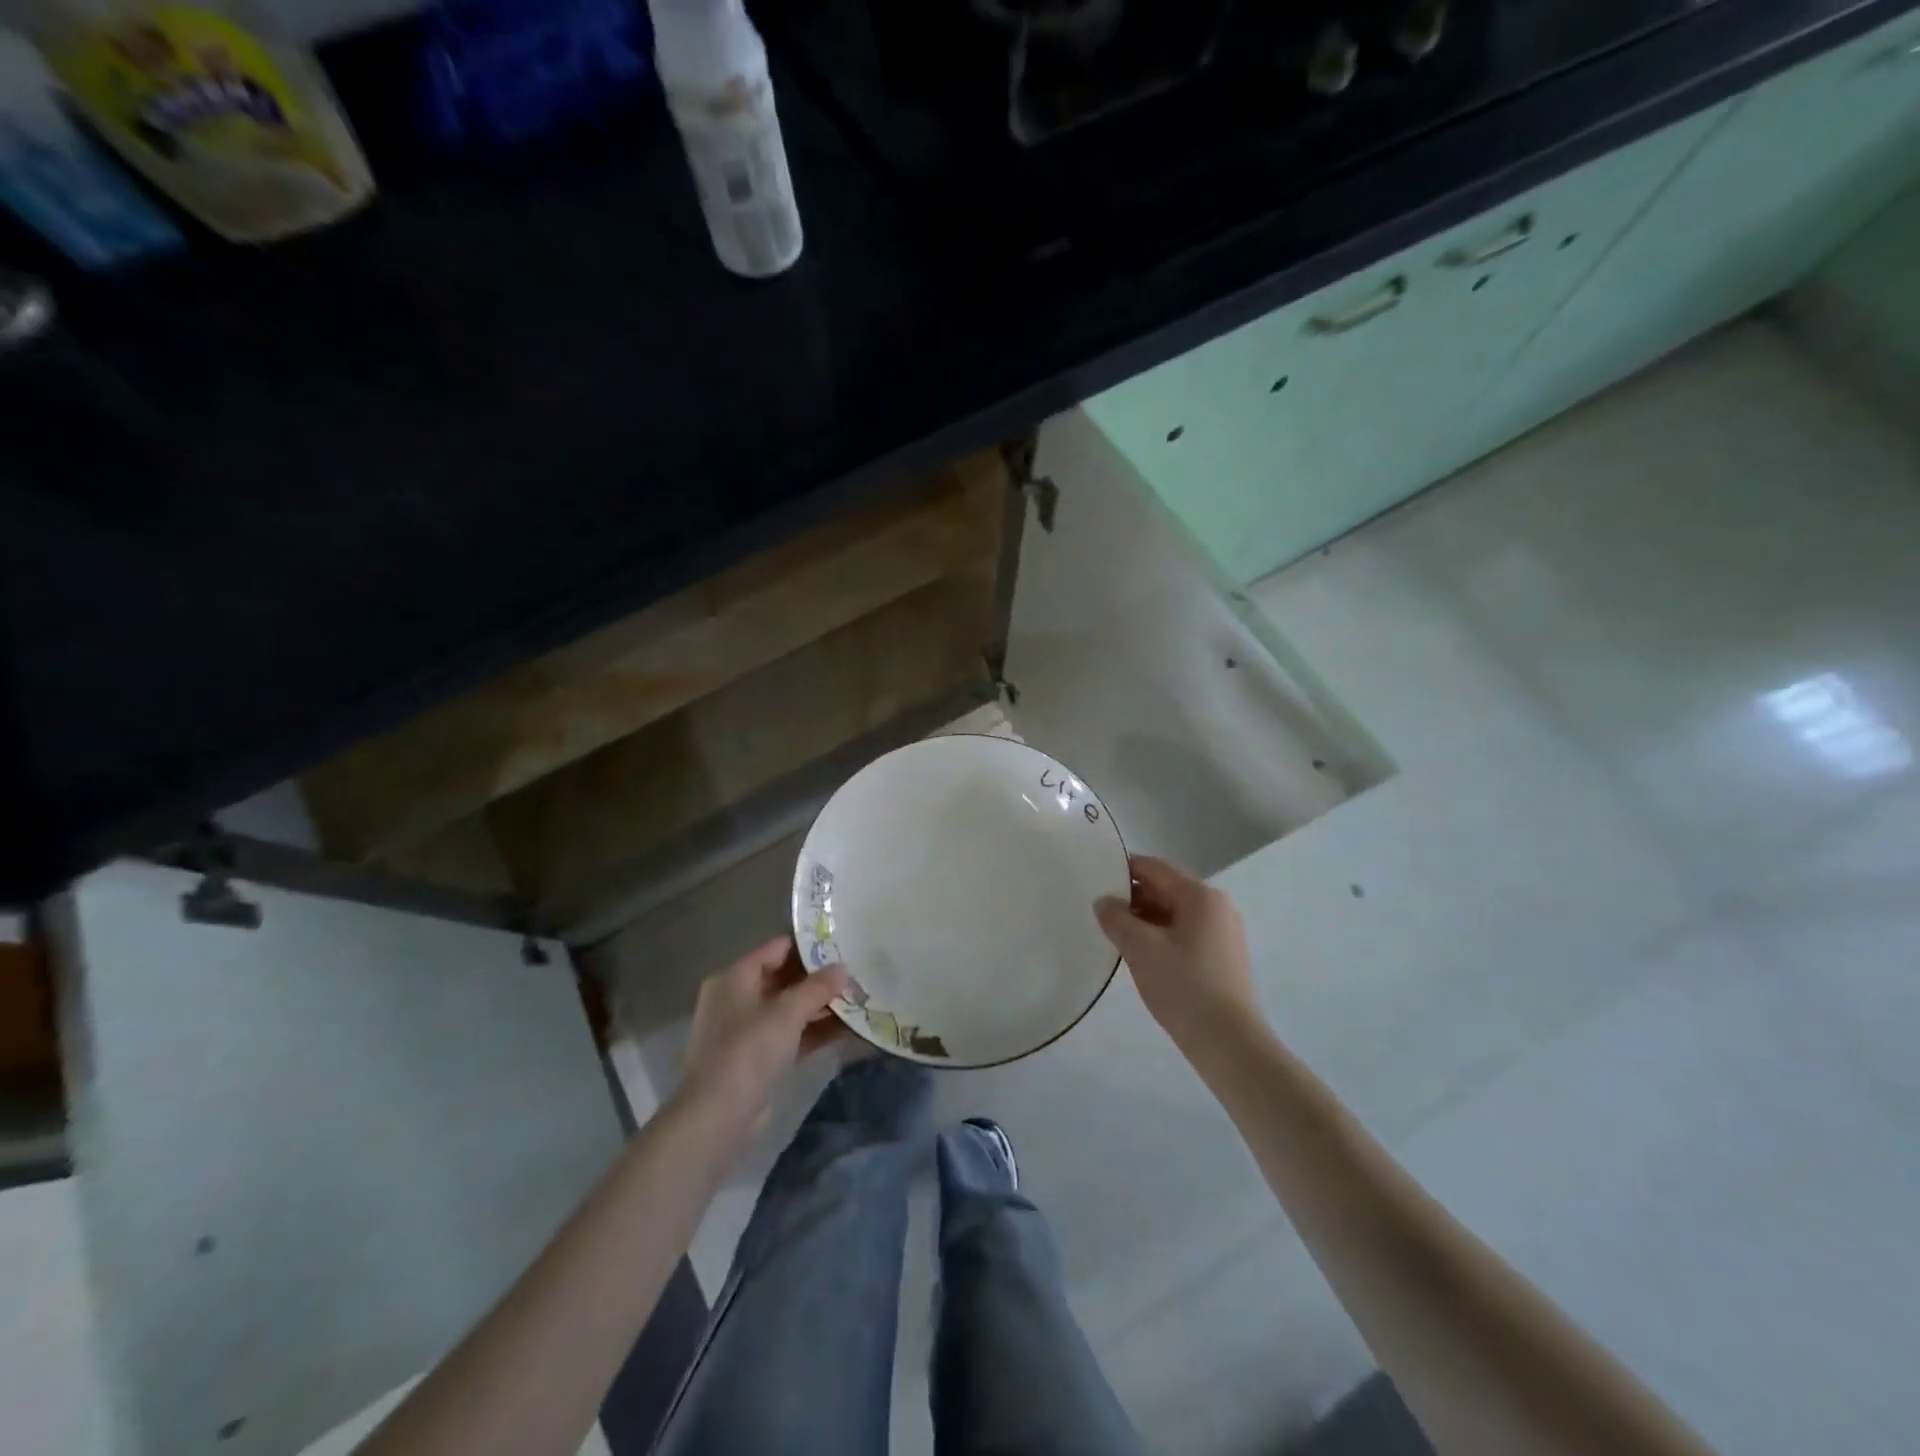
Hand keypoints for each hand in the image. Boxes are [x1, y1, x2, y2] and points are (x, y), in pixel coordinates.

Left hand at [678, 936, 848, 1143]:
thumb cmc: (748, 1051)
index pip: (777, 948)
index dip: (810, 945)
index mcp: (735, 978)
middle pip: (785, 978)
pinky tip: (850, 1028)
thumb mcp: (786, 1013)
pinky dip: (816, 1031)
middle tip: (857, 971)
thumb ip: (817, 987)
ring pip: (791, 1008)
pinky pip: (792, 1034)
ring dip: (822, 1006)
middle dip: (820, 978)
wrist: (718, 1118)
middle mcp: (738, 998)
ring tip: (860, 997)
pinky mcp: (759, 1058)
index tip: (844, 943)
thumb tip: (843, 968)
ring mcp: (748, 1030)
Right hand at [1095, 855, 1258, 1050]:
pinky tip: (1142, 954)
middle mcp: (1216, 906)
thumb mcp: (1140, 948)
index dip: (1123, 869)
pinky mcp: (1223, 956)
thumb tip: (1104, 902)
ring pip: (1175, 913)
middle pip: (1166, 889)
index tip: (1095, 878)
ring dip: (1145, 919)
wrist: (1228, 1042)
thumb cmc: (1183, 986)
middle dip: (1133, 897)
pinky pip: (1185, 932)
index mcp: (1200, 895)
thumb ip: (1116, 918)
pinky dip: (1161, 935)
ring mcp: (1223, 932)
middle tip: (1101, 911)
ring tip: (1116, 934)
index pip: (1155, 868)